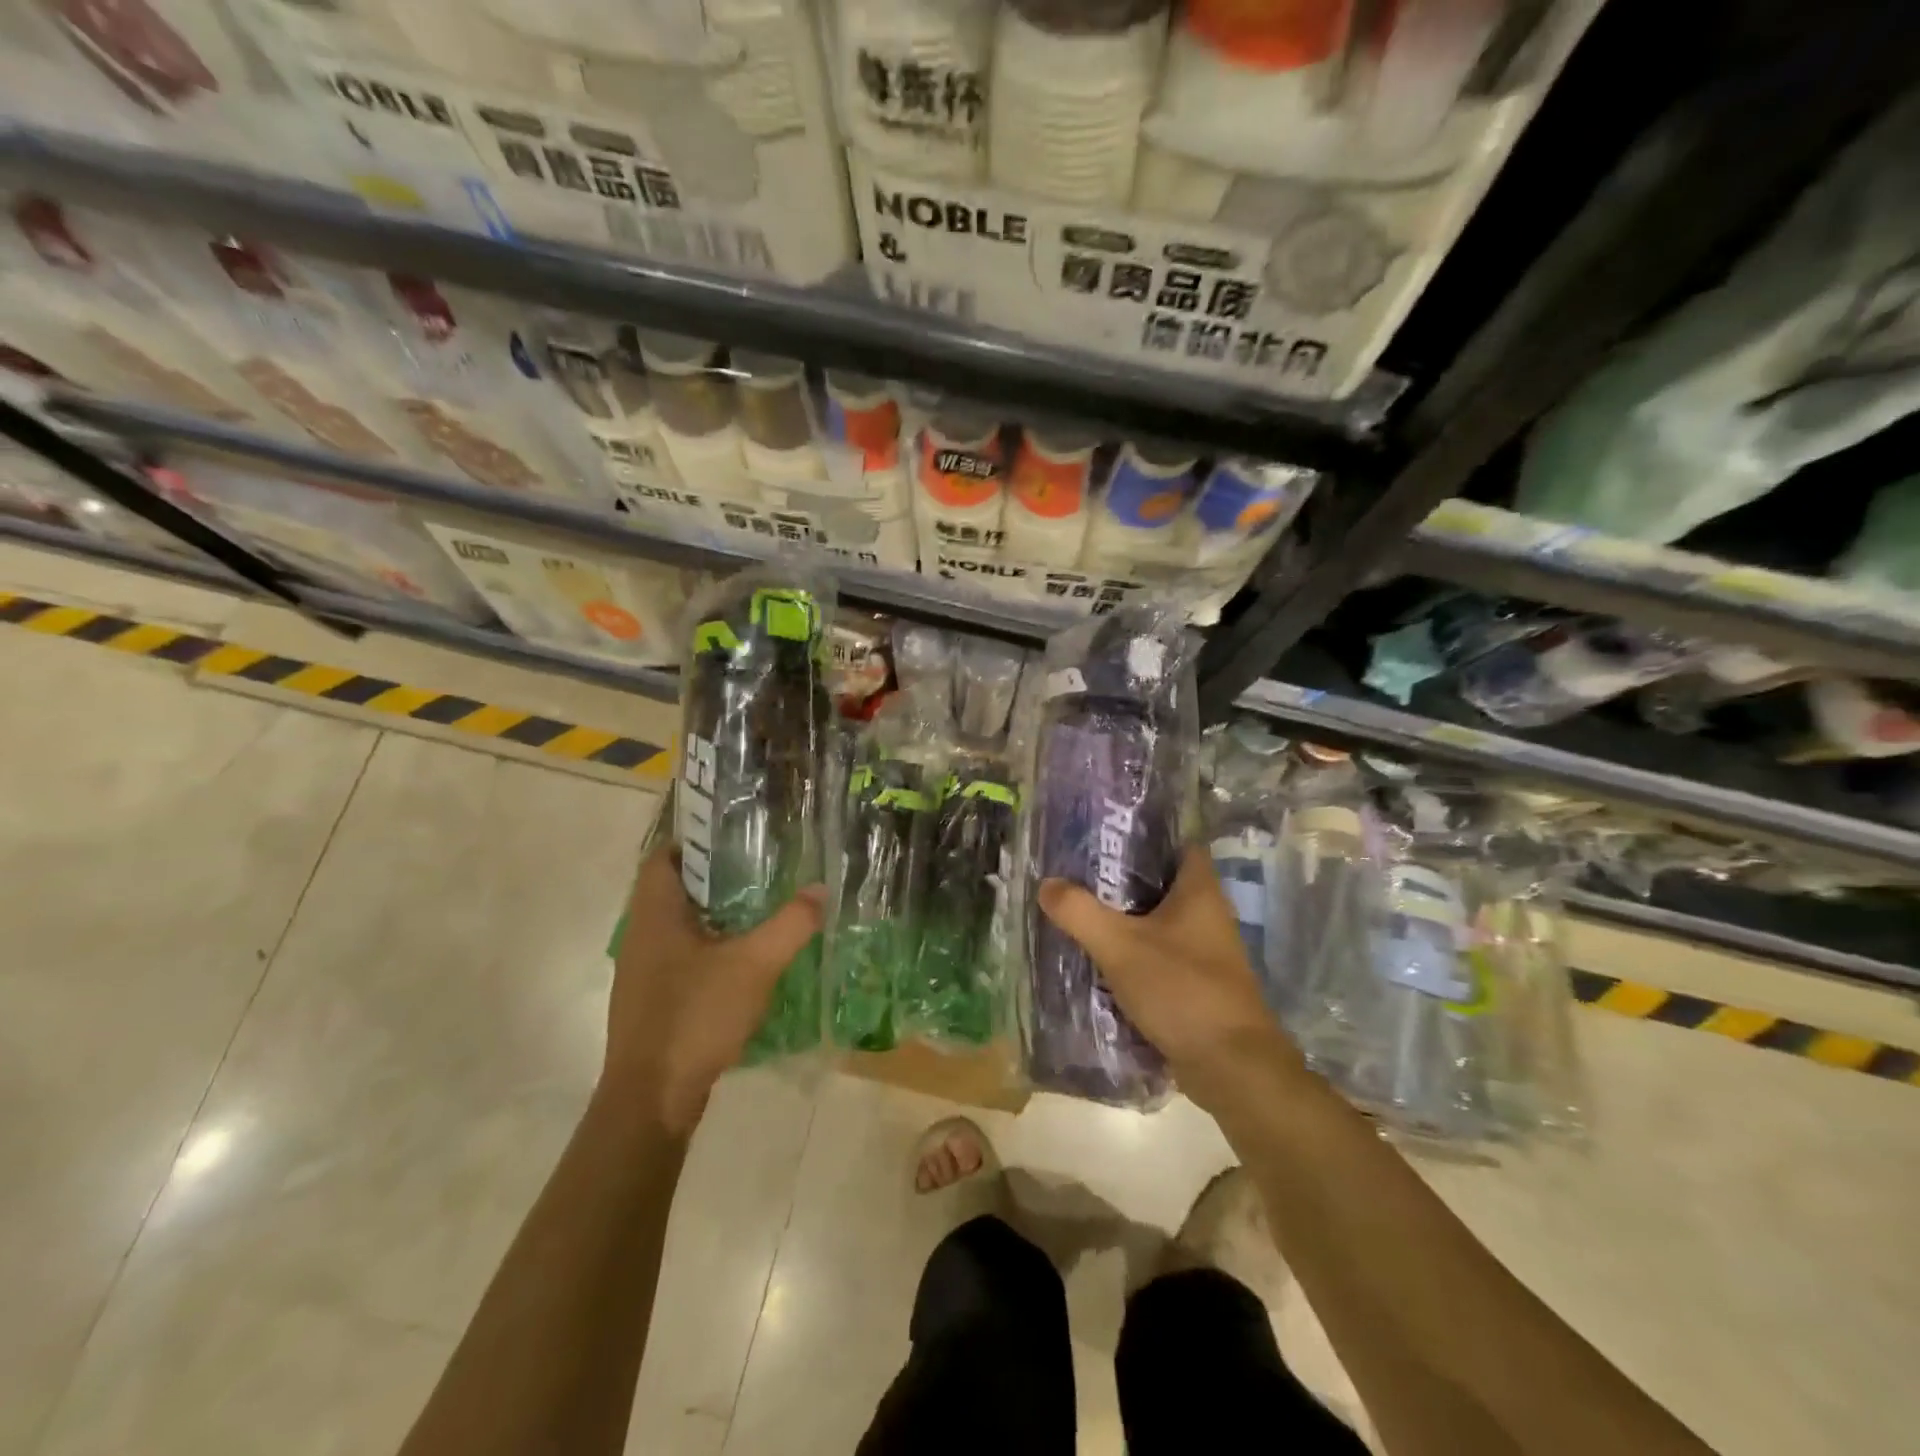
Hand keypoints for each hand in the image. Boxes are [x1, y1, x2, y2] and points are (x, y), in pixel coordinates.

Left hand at [602, 842, 824, 1136]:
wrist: (652, 1100)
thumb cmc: (695, 1017)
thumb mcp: (754, 965)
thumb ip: (791, 924)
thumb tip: (820, 889)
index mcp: (655, 915)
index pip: (663, 857)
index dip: (695, 840)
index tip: (736, 836)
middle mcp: (642, 937)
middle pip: (674, 889)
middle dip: (715, 877)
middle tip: (761, 868)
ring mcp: (644, 973)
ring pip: (680, 927)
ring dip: (715, 915)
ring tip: (760, 908)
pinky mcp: (654, 1003)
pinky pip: (682, 959)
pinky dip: (711, 949)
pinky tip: (744, 960)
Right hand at [1037, 845, 1301, 1114]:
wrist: (1231, 1067)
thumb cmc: (1181, 990)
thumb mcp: (1120, 947)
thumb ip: (1081, 913)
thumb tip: (1047, 884)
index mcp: (1200, 892)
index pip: (1180, 845)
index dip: (1148, 836)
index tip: (1109, 836)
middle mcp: (1210, 916)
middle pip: (1165, 884)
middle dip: (1126, 880)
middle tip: (1082, 875)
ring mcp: (1208, 953)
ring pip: (1162, 923)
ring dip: (1129, 920)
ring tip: (1084, 912)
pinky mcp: (1201, 985)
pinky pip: (1163, 956)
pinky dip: (1138, 954)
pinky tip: (1104, 959)